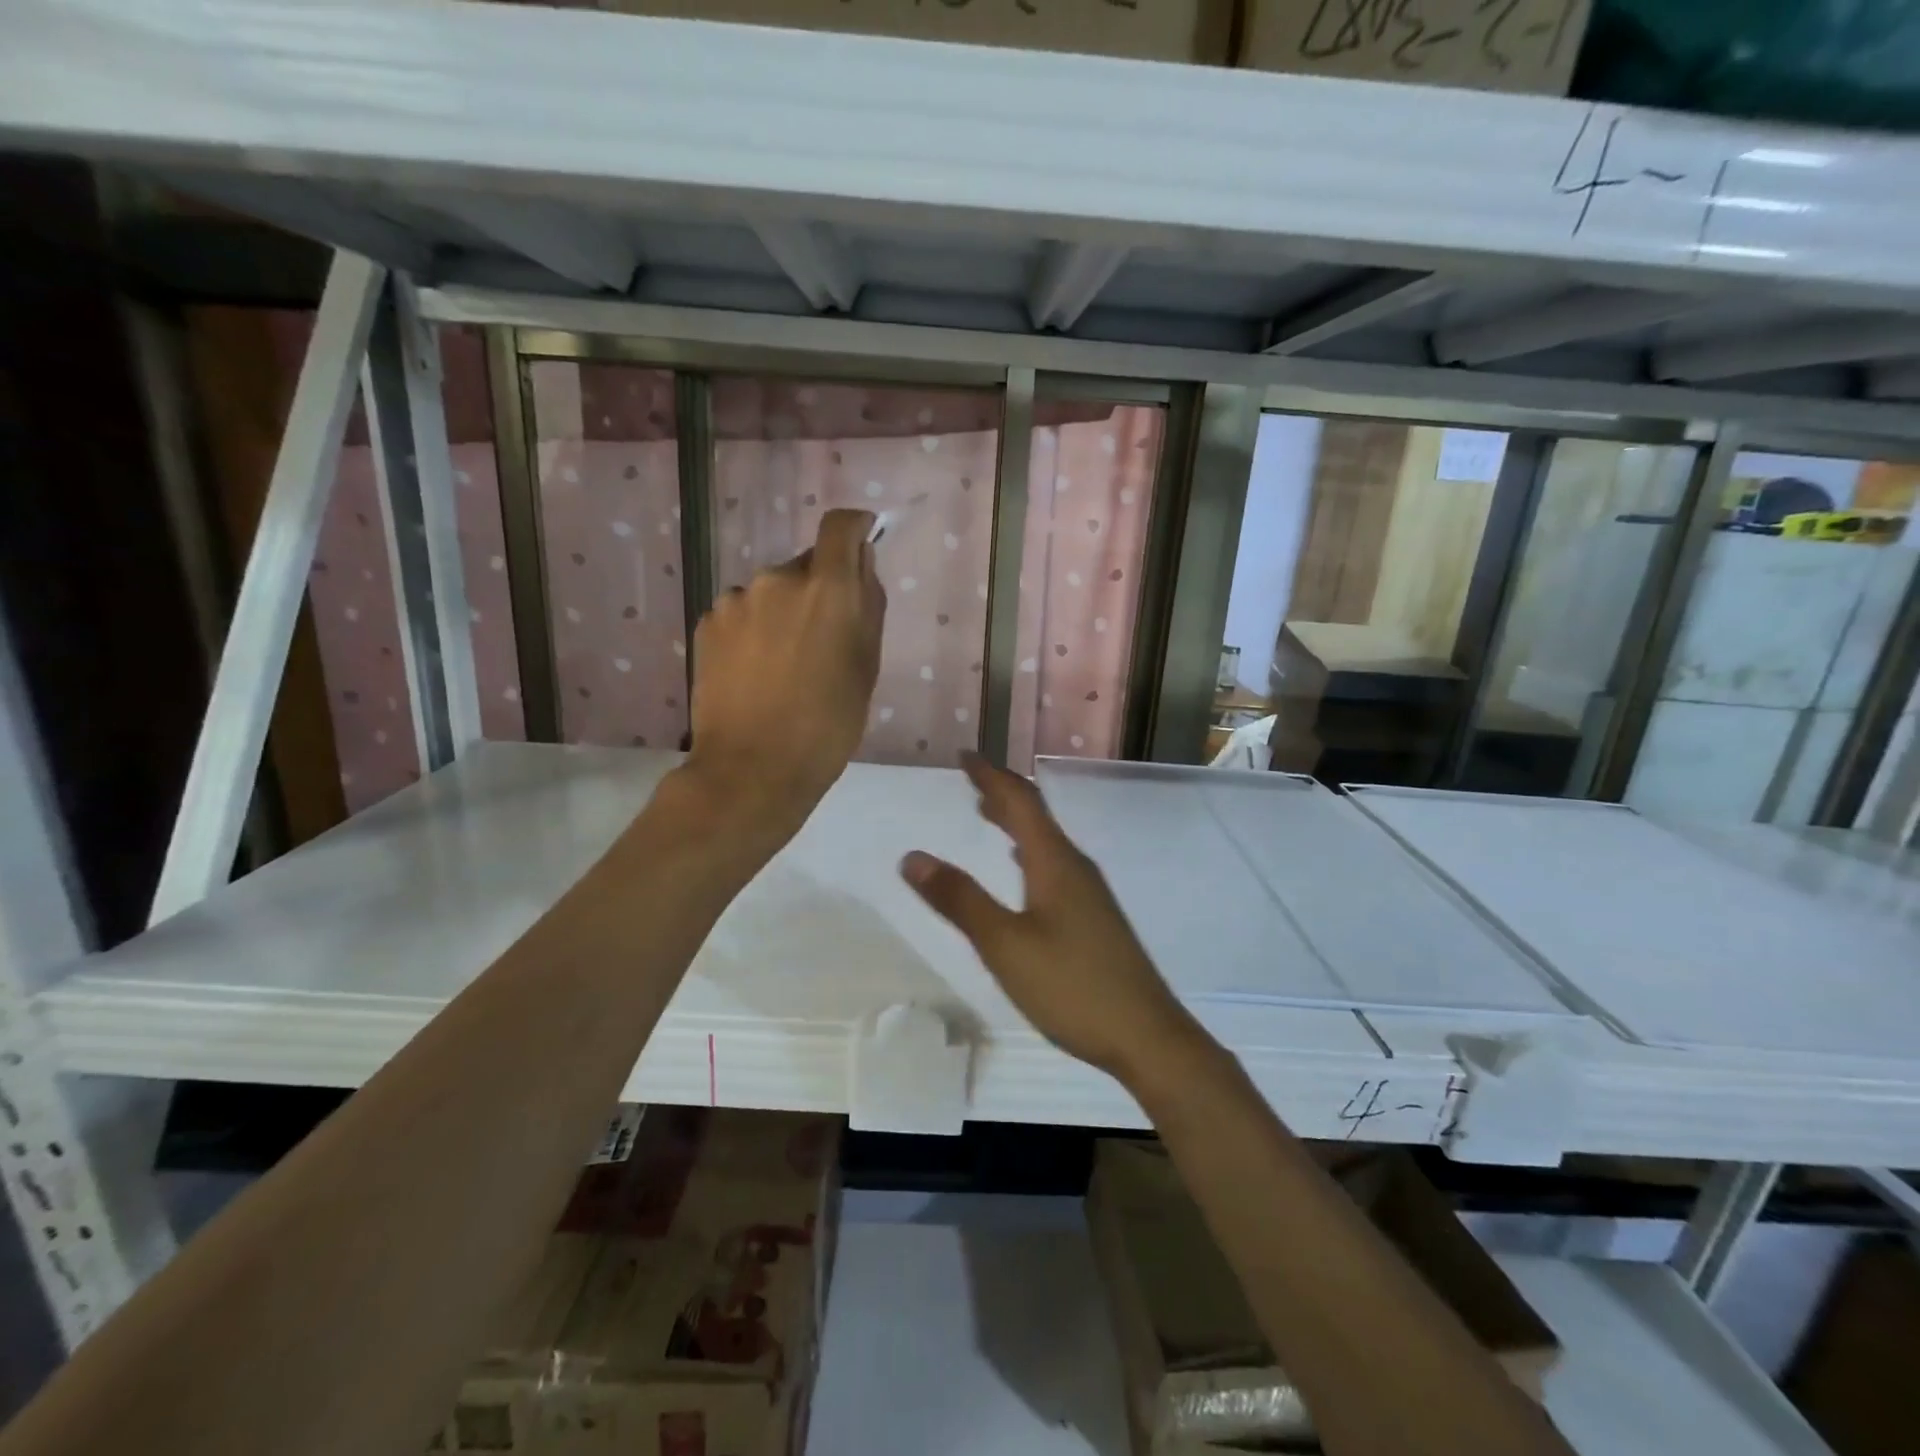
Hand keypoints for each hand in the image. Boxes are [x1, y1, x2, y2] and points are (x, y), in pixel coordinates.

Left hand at [681, 509, 885, 836]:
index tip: (861, 544)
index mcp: (826, 589)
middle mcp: (776, 579)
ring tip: (783, 665)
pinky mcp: (706, 624)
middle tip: (822, 641)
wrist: (753, 769)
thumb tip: (861, 564)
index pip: (840, 527)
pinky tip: (754, 673)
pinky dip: (753, 631)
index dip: (854, 528)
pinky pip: (741, 614)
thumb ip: (868, 605)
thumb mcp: (866, 667)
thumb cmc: (828, 725)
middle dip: (817, 591)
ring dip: (782, 613)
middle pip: (805, 566)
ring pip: (770, 593)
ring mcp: (734, 600)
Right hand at [900, 753, 1195, 1080]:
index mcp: (1055, 862)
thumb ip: (960, 900)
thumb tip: (912, 856)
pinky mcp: (1094, 918)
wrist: (1147, 1037)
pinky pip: (1054, 865)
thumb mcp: (1005, 945)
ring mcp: (1090, 894)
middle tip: (971, 781)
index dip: (990, 776)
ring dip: (1015, 822)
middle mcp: (1075, 867)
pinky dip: (1028, 852)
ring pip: (1046, 841)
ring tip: (986, 814)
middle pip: (1036, 816)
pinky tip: (1022, 869)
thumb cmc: (1072, 986)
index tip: (964, 756)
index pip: (1020, 801)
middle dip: (1002, 794)